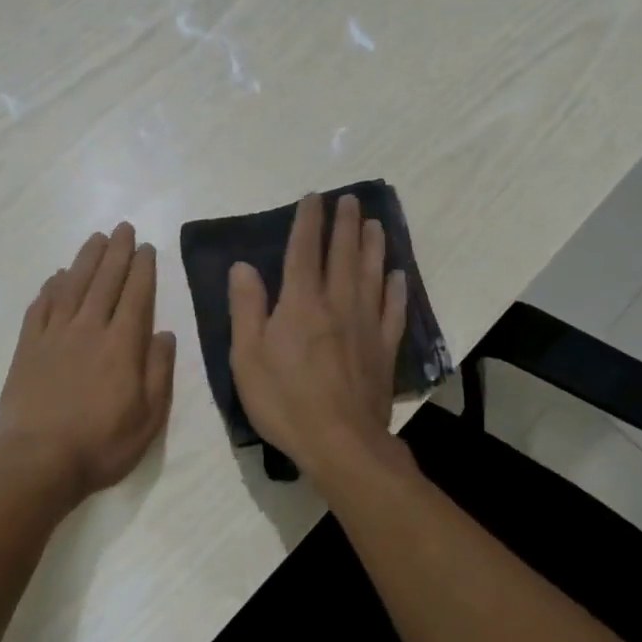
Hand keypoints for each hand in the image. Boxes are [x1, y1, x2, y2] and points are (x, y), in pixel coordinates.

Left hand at [0, 222, 176, 503]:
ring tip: (96, 239)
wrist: (38, 462)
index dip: (143, 269)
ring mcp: (54, 336)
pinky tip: (57, 277)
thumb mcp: (149, 418)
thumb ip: (159, 371)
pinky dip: (51, 288)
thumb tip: (164, 333)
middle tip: (123, 228)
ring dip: (86, 259)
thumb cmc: (101, 444)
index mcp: (121, 345)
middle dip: (117, 252)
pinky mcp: (28, 348)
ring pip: (72, 286)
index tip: (147, 247)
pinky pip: (40, 308)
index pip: (136, 295)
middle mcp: (88, 329)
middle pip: (104, 281)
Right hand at [228, 193, 406, 479]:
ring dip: (372, 246)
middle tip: (350, 200)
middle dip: (345, 224)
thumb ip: (247, 308)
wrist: (340, 442)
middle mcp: (337, 304)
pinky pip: (393, 310)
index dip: (308, 222)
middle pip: (343, 255)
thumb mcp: (247, 356)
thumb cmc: (284, 400)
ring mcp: (366, 325)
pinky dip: (396, 289)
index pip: (304, 251)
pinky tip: (398, 275)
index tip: (313, 198)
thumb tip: (243, 266)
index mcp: (301, 303)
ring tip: (374, 224)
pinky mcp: (384, 349)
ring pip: (371, 274)